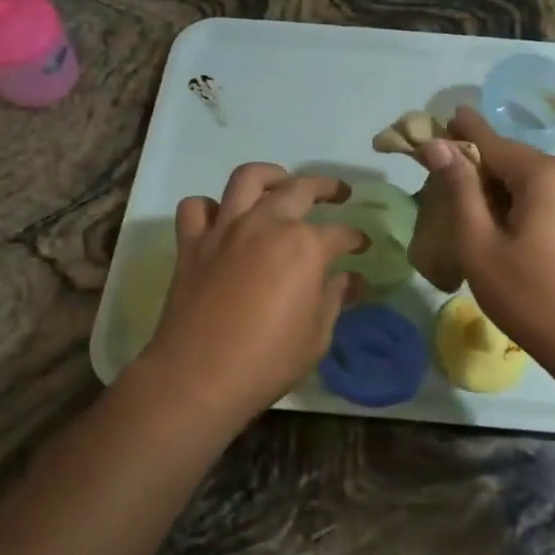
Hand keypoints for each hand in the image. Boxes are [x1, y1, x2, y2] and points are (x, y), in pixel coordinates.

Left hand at [134, 163, 364, 428]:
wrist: (198, 378)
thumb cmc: (267, 361)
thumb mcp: (316, 336)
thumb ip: (334, 298)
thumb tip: (351, 279)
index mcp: (304, 246)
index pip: (340, 233)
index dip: (355, 238)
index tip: (362, 246)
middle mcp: (266, 224)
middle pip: (300, 188)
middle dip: (326, 187)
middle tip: (338, 193)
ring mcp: (226, 229)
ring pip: (247, 179)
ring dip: (270, 176)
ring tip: (281, 183)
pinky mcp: (192, 243)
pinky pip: (197, 208)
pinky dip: (210, 207)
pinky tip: (222, 218)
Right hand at [417, 106, 554, 380]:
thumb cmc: (531, 296)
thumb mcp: (480, 244)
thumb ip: (459, 189)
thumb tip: (438, 145)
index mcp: (544, 173)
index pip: (490, 140)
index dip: (460, 131)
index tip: (438, 118)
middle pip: (510, 159)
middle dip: (476, 165)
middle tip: (439, 179)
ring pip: (527, 180)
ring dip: (495, 188)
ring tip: (463, 207)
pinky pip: (544, 197)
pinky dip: (517, 203)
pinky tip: (499, 225)